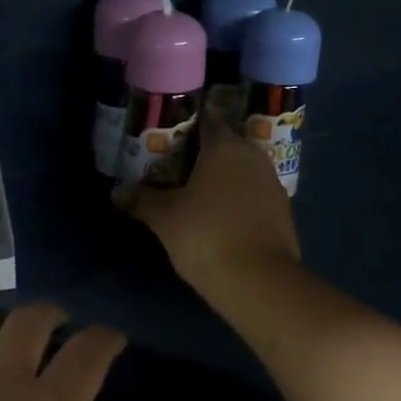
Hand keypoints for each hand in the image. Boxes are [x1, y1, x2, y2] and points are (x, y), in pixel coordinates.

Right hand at [117, 113, 299, 294]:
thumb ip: (142, 199)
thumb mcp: (165, 218)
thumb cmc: (206, 236)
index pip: (207, 119)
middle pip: (226, 143)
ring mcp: (273, 183)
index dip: (187, 122)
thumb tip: (117, 191)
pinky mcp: (283, 211)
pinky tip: (221, 214)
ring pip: (243, 168)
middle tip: (177, 164)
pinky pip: (254, 193)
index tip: (169, 133)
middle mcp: (254, 156)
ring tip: (197, 190)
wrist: (259, 281)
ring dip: (223, 175)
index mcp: (225, 146)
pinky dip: (238, 197)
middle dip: (204, 150)